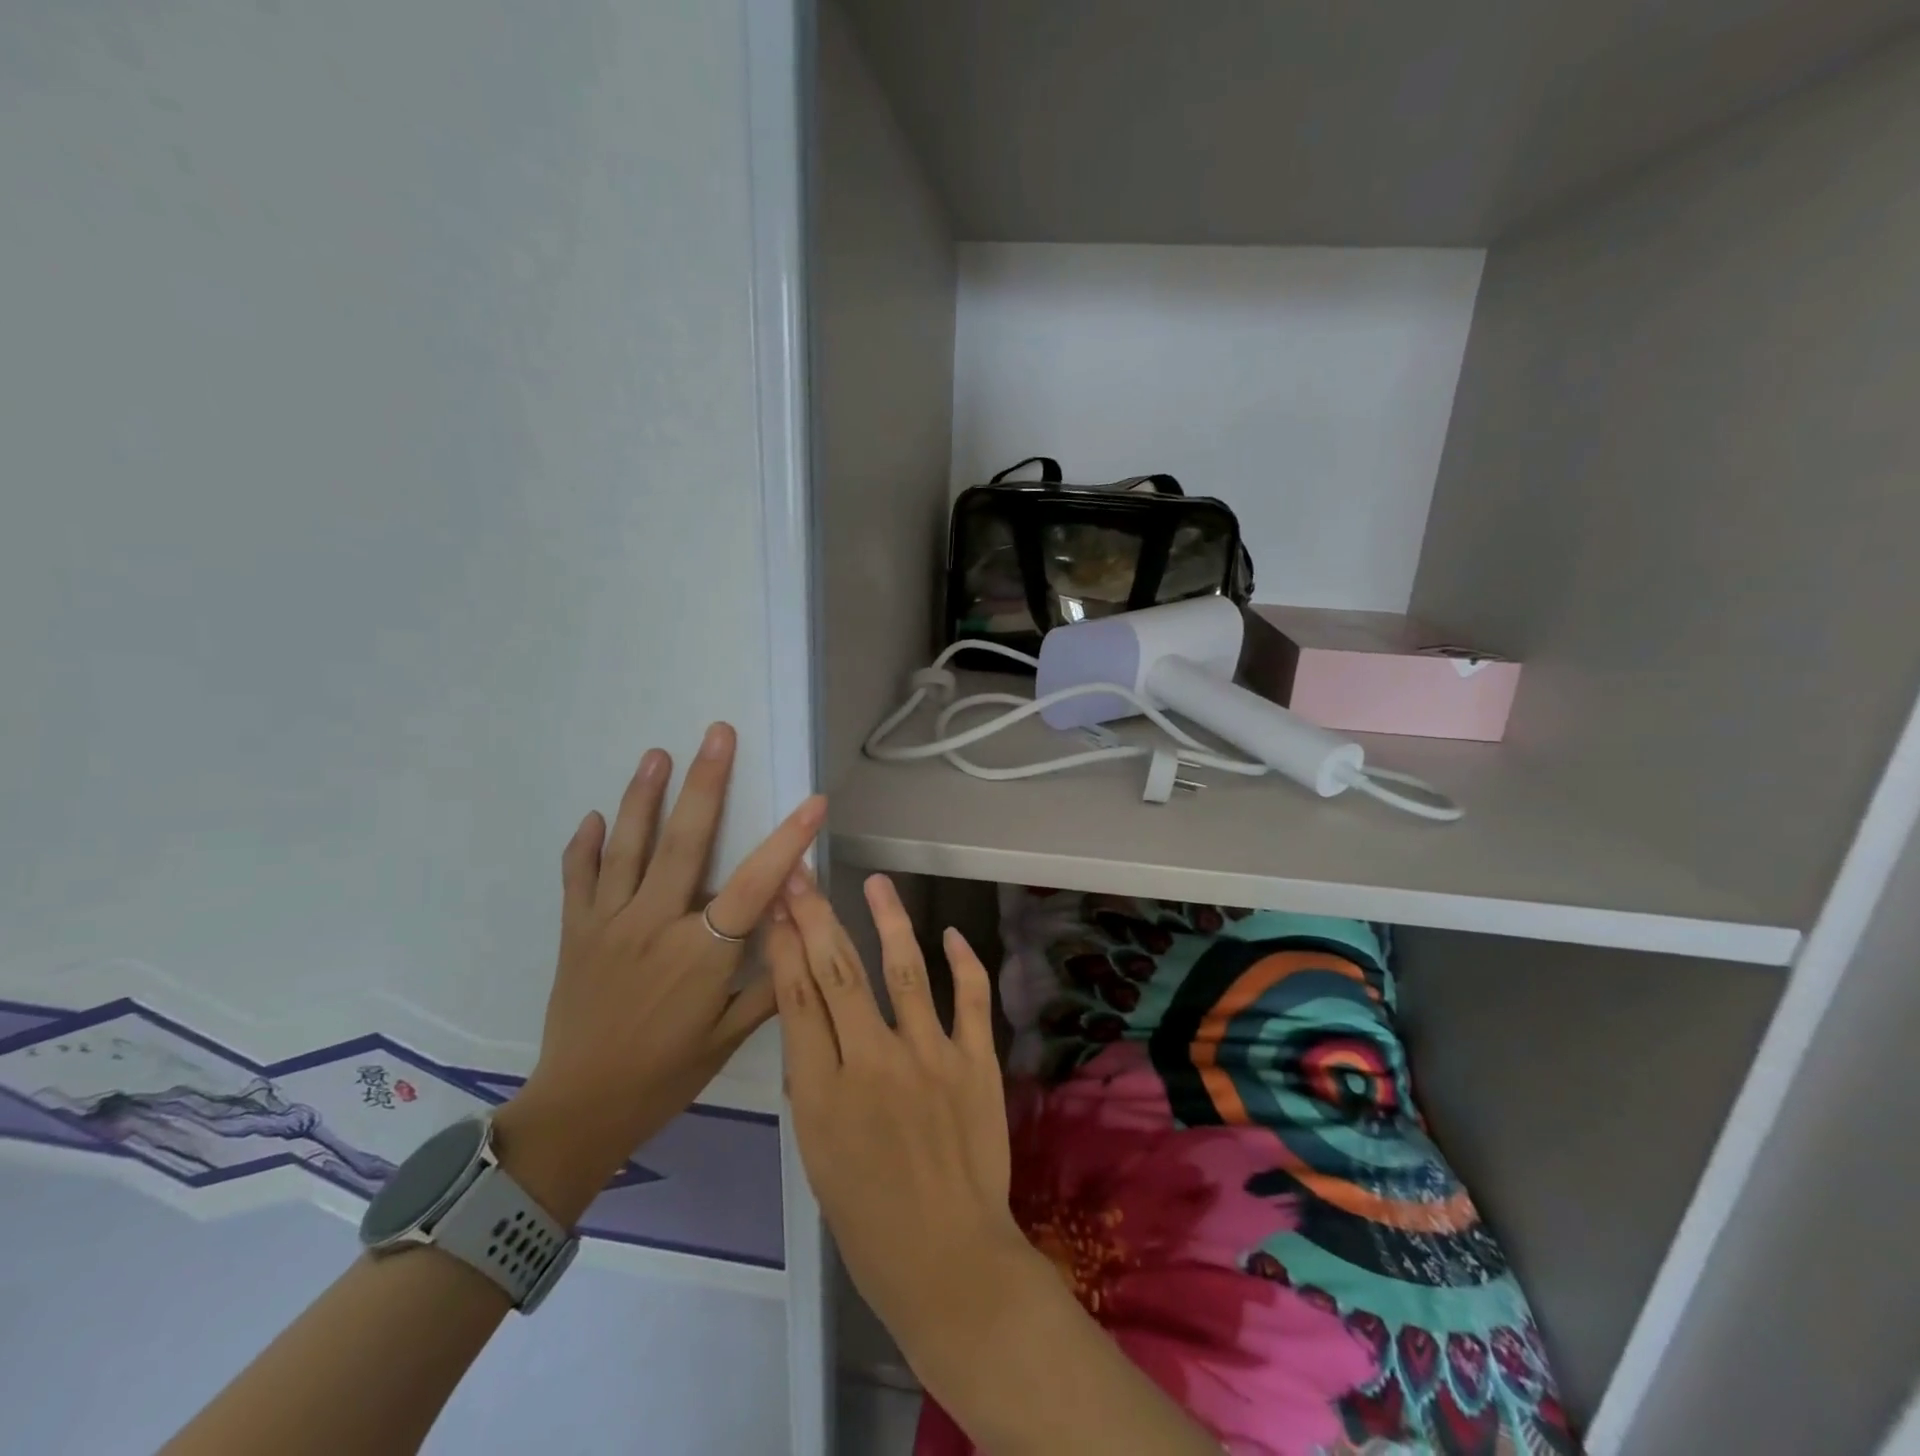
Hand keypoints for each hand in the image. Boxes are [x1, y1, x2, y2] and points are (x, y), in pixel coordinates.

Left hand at [496, 723, 825, 1223]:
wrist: (578, 1111)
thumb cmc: (664, 1076)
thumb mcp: (729, 1038)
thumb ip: (769, 980)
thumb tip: (802, 928)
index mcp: (701, 954)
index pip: (756, 884)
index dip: (789, 840)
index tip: (814, 801)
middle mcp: (655, 926)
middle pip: (686, 843)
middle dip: (706, 783)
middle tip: (716, 733)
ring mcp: (609, 925)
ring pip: (628, 848)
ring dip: (643, 796)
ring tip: (657, 752)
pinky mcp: (575, 932)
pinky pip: (578, 879)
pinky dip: (585, 845)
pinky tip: (596, 816)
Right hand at [769, 872, 1045, 1368]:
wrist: (950, 1262)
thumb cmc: (869, 1222)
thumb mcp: (816, 1158)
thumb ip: (812, 1085)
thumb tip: (811, 1027)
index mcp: (824, 1094)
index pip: (798, 999)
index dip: (785, 945)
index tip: (779, 906)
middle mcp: (874, 1062)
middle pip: (840, 973)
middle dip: (817, 916)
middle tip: (804, 875)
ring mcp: (931, 1057)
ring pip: (904, 971)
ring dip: (888, 921)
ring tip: (876, 883)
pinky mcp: (976, 1062)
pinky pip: (971, 999)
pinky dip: (963, 962)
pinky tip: (949, 932)